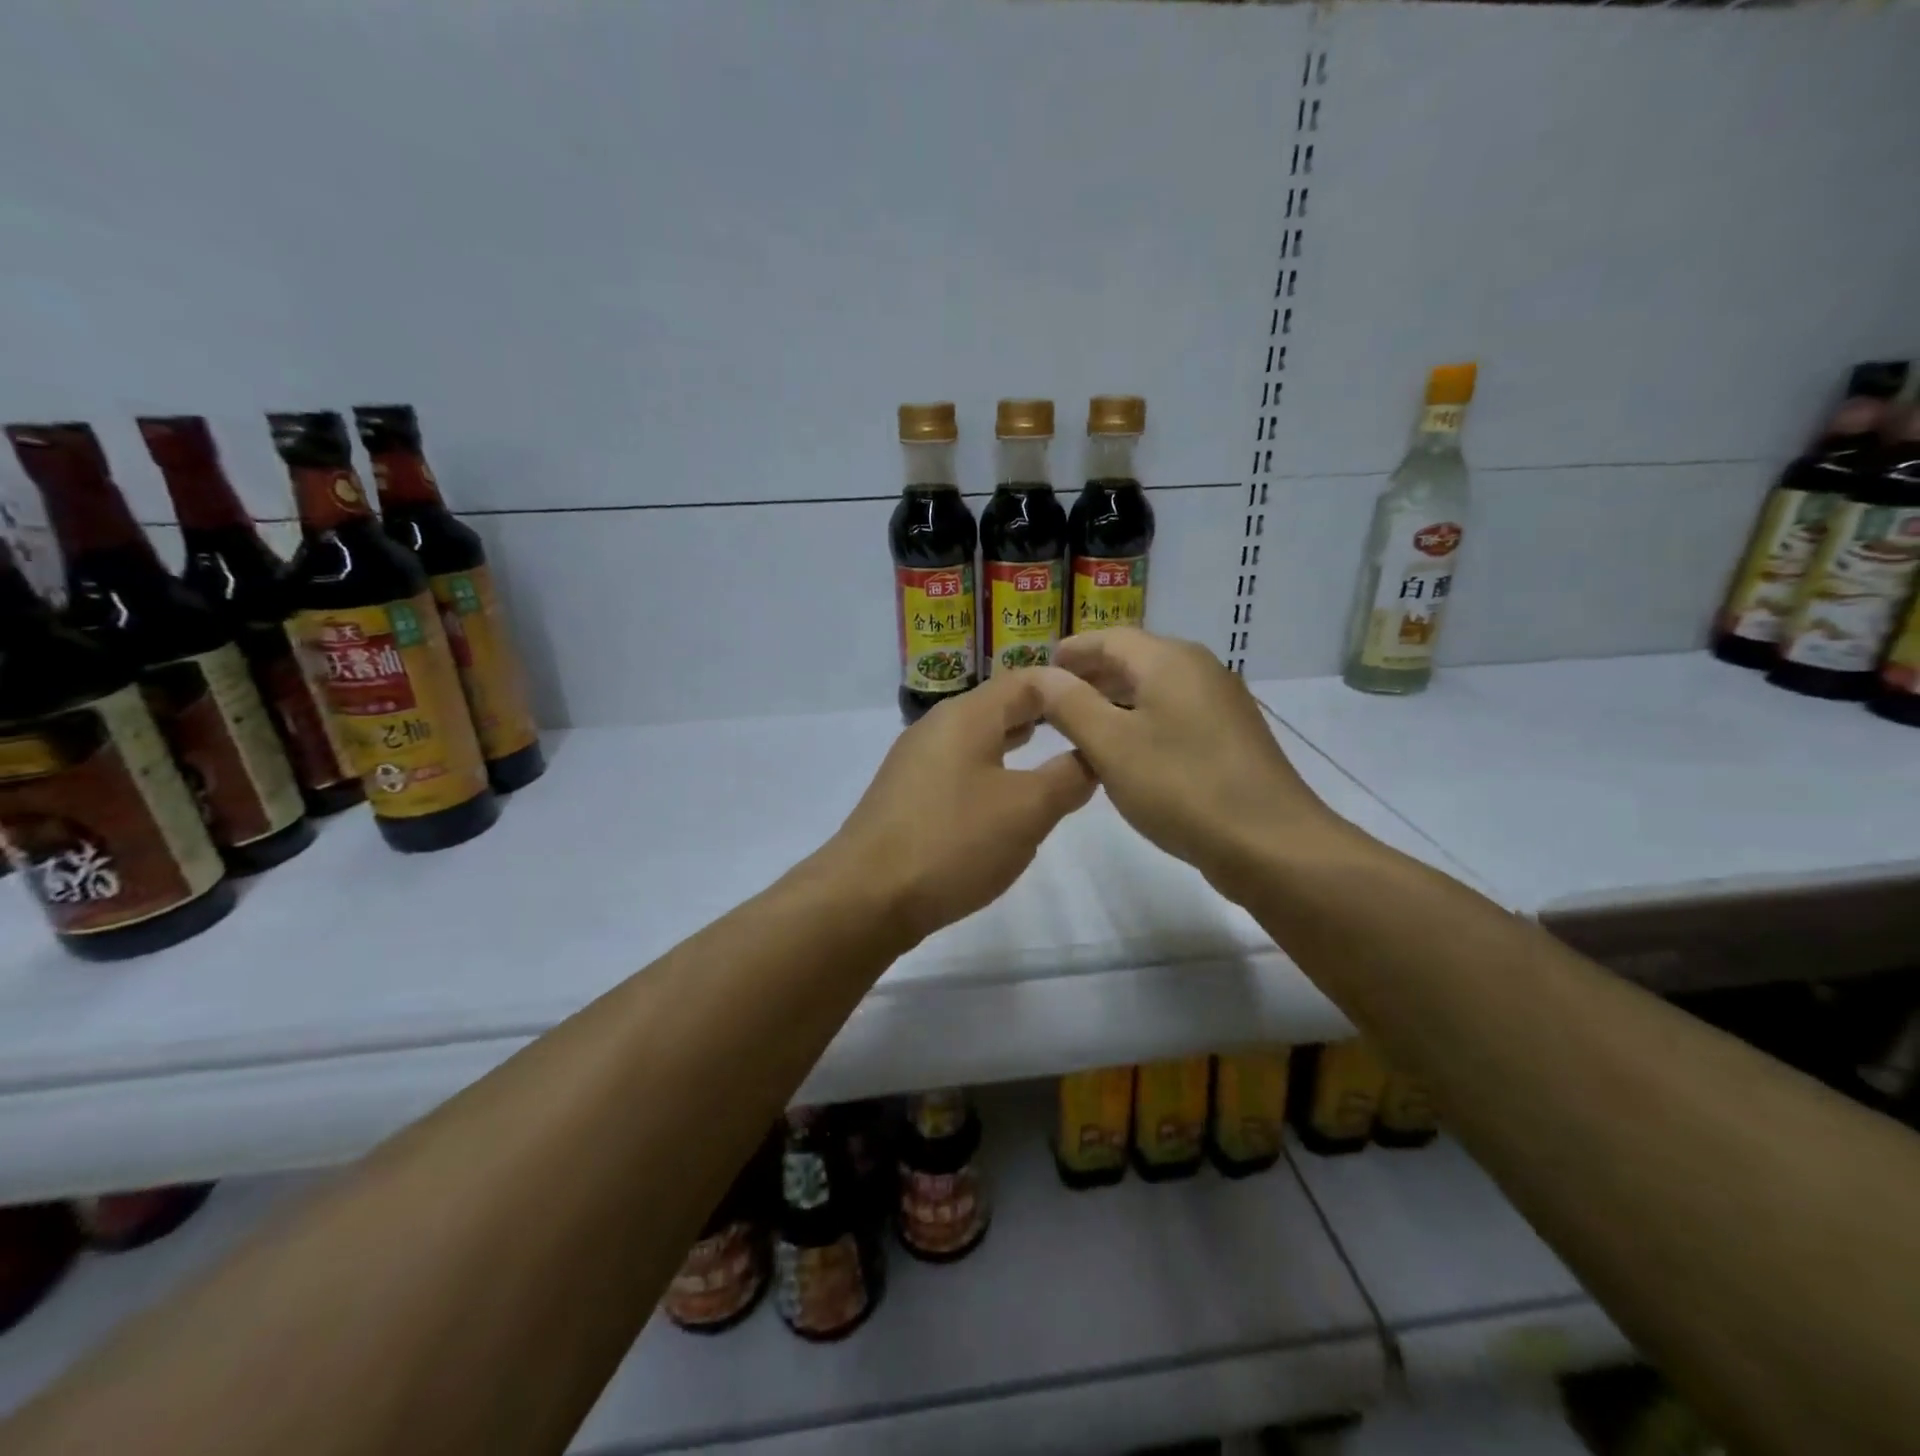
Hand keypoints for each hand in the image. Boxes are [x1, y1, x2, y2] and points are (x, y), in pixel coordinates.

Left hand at [822, 671, 1096, 945]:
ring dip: (1016, 744)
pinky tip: (1005, 799)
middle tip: (1086, 727)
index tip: (1106, 701)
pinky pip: (960, 769)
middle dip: (1044, 714)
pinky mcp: (906, 797)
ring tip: (1052, 753)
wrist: (865, 896)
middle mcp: (937, 728)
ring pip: (978, 739)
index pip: (1027, 680)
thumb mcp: (1027, 809)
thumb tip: (1091, 757)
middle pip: (1000, 706)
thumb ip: (1067, 777)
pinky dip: (991, 771)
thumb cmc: (953, 841)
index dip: (1069, 686)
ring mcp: (916, 762)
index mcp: (966, 716)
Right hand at [1033, 629, 1342, 892]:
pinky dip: (1141, 721)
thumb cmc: (1181, 786)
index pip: (1110, 638)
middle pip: (1135, 659)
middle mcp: (1199, 669)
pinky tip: (1125, 752)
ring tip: (1079, 726)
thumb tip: (1040, 675)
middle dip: (1091, 675)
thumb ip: (1070, 704)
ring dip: (1114, 700)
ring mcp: (1221, 703)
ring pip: (1155, 689)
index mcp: (1170, 660)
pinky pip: (1174, 714)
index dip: (1072, 650)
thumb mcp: (1111, 745)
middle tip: (1052, 699)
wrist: (1270, 843)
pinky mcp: (1231, 737)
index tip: (1040, 668)